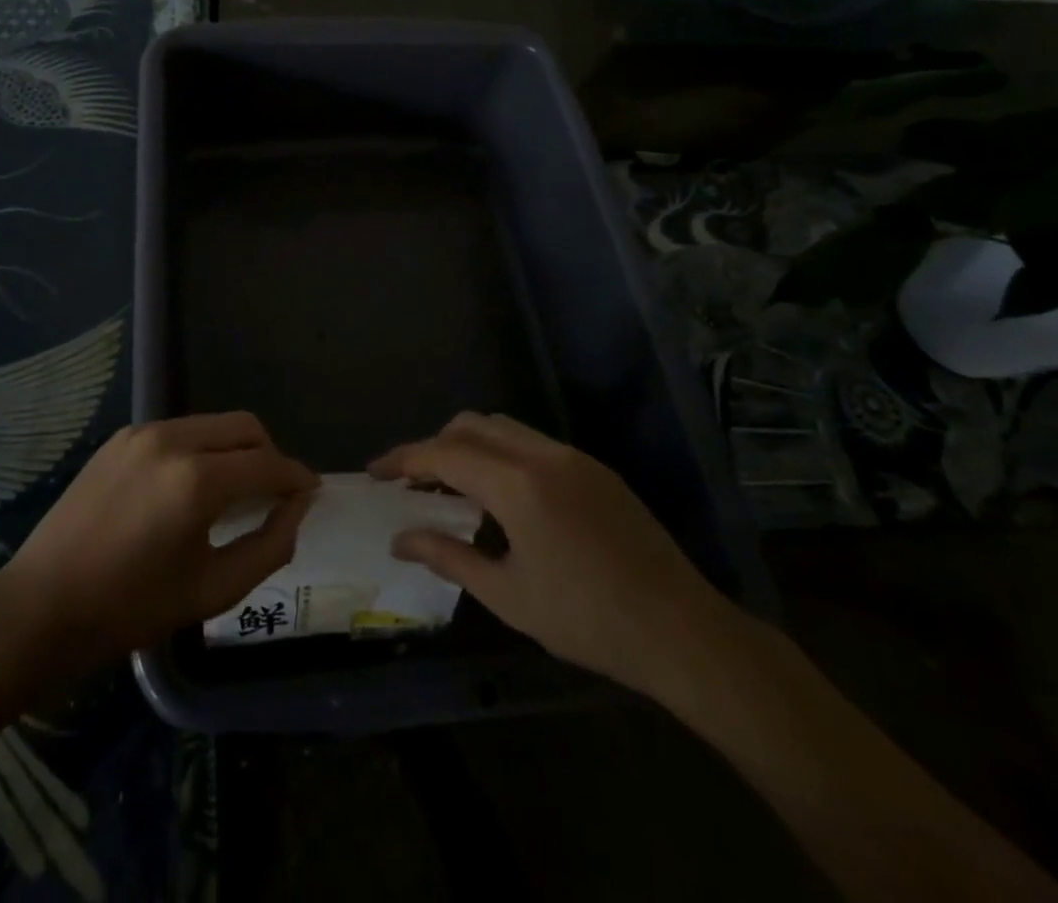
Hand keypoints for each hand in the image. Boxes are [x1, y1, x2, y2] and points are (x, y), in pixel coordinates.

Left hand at [0, 412, 317, 666]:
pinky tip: (193, 485)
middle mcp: (174, 441)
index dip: (297, 478)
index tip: (312, 493)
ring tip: (236, 489)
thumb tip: (296, 509)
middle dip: (270, 454)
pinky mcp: (121, 437)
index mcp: (197, 481)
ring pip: (213, 424)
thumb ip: (269, 546)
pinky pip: (181, 430)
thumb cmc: (130, 608)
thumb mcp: (212, 590)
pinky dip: (203, 448)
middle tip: (275, 493)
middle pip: (245, 427)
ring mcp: (143, 433)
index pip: (268, 464)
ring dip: (236, 449)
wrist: (41, 605)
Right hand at [370, 412, 736, 700]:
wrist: (682, 631)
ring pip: (503, 428)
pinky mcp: (594, 469)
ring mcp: (573, 457)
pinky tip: (499, 496)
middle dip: (434, 446)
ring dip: (468, 445)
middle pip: (471, 425)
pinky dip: (500, 454)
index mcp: (518, 484)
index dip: (404, 459)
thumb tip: (400, 538)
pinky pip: (531, 443)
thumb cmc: (587, 620)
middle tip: (412, 483)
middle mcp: (543, 454)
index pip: (444, 454)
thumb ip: (448, 557)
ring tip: (450, 487)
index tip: (375, 472)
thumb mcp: (508, 594)